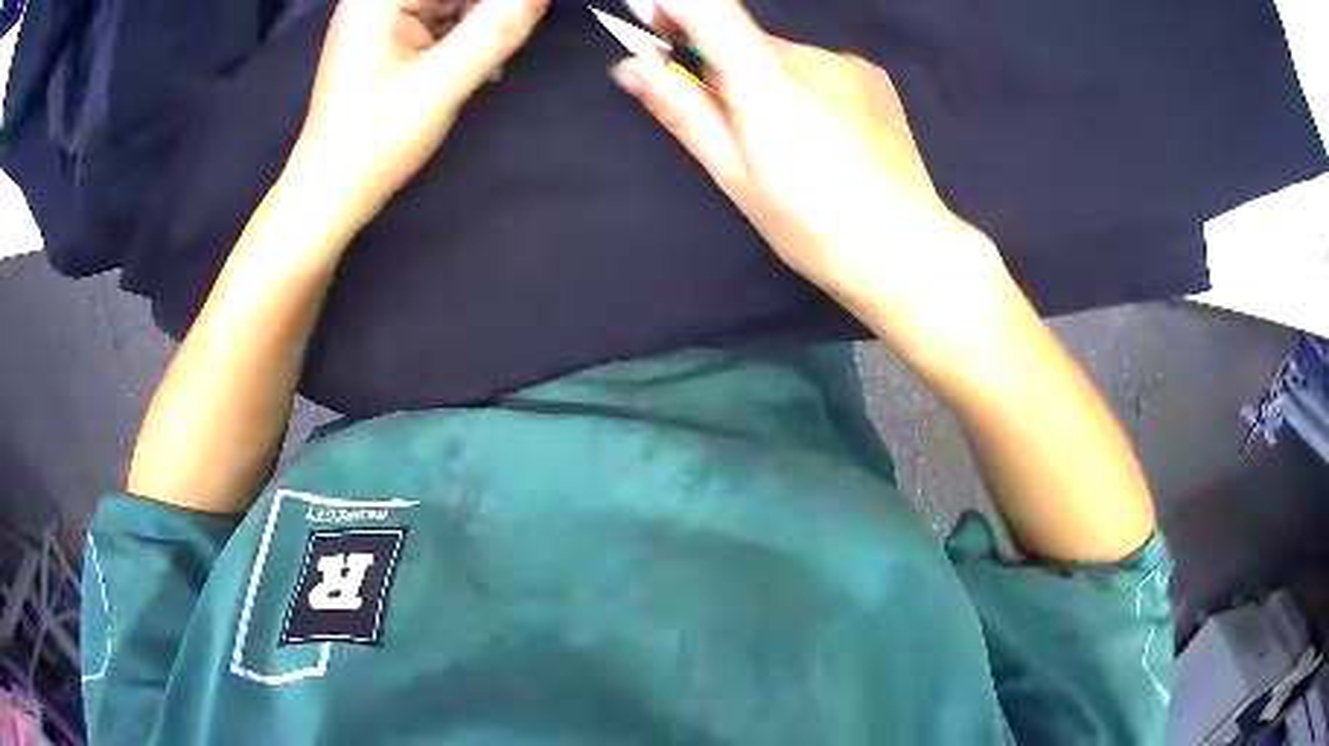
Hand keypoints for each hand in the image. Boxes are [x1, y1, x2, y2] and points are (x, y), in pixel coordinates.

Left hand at [290, 0, 548, 216]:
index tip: (524, 13)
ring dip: (484, 16)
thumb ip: (496, 30)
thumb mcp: (442, 84)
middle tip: (511, 31)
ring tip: (483, 59)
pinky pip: (445, 13)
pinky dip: (469, 27)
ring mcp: (384, 13)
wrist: (332, 189)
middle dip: (489, 9)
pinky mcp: (392, 33)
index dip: (494, 2)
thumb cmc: (375, 140)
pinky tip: (482, 53)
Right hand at [610, 0, 1022, 377]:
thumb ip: (682, 110)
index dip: (672, 7)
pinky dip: (804, 88)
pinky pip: (818, 68)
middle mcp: (810, 56)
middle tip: (730, 124)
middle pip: (744, 40)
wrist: (905, 248)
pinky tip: (823, 136)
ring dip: (767, 82)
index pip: (708, 8)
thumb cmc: (812, 225)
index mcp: (768, 82)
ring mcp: (847, 63)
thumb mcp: (734, 175)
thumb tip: (632, 66)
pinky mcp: (871, 75)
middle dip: (722, 67)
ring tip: (790, 142)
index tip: (653, 28)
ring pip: (782, 57)